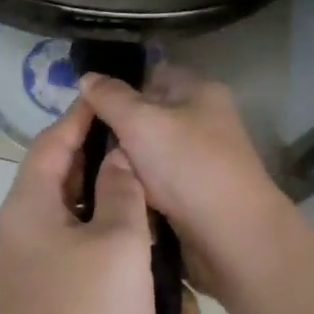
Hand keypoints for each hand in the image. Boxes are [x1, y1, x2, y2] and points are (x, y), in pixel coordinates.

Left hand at [0, 100, 154, 313]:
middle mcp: (24, 224)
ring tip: (159, 199)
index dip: (85, 116)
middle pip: (65, 174)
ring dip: (118, 208)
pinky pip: (84, 250)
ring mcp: (35, 260)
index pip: (55, 139)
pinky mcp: (51, 290)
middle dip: (108, 162)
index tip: (117, 98)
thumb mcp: (119, 243)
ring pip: (80, 214)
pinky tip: (151, 256)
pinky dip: (115, 245)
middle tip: (151, 149)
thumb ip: (122, 191)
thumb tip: (120, 156)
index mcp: (30, 201)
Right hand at [76, 66, 300, 310]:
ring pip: (146, 154)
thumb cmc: (187, 166)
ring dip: (123, 165)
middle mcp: (202, 121)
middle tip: (81, 146)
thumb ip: (109, 97)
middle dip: (115, 132)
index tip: (84, 108)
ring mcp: (200, 160)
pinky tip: (114, 196)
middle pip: (146, 117)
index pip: (150, 75)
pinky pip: (155, 184)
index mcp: (199, 91)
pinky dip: (137, 189)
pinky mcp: (194, 194)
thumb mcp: (140, 121)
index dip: (117, 89)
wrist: (232, 237)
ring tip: (90, 175)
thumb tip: (87, 77)